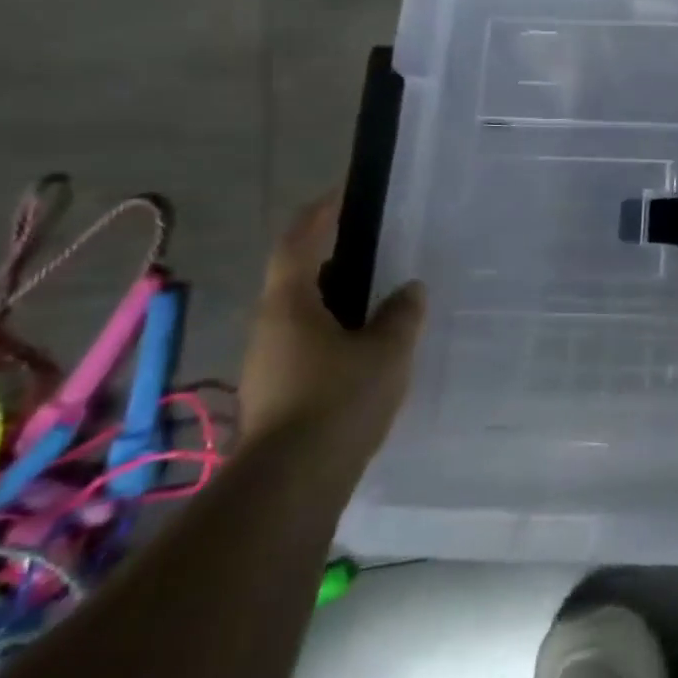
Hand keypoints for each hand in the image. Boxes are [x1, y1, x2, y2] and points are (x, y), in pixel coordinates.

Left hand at [239, 196, 425, 458]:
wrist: (292, 483)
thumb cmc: (340, 399)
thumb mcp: (387, 349)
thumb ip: (402, 313)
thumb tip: (409, 290)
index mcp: (289, 304)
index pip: (298, 243)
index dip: (318, 215)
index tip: (341, 194)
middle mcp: (269, 327)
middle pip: (299, 279)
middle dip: (335, 262)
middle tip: (377, 252)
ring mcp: (268, 363)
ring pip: (304, 316)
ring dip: (337, 302)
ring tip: (381, 302)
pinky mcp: (277, 393)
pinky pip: (308, 346)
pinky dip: (336, 334)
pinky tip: (368, 350)